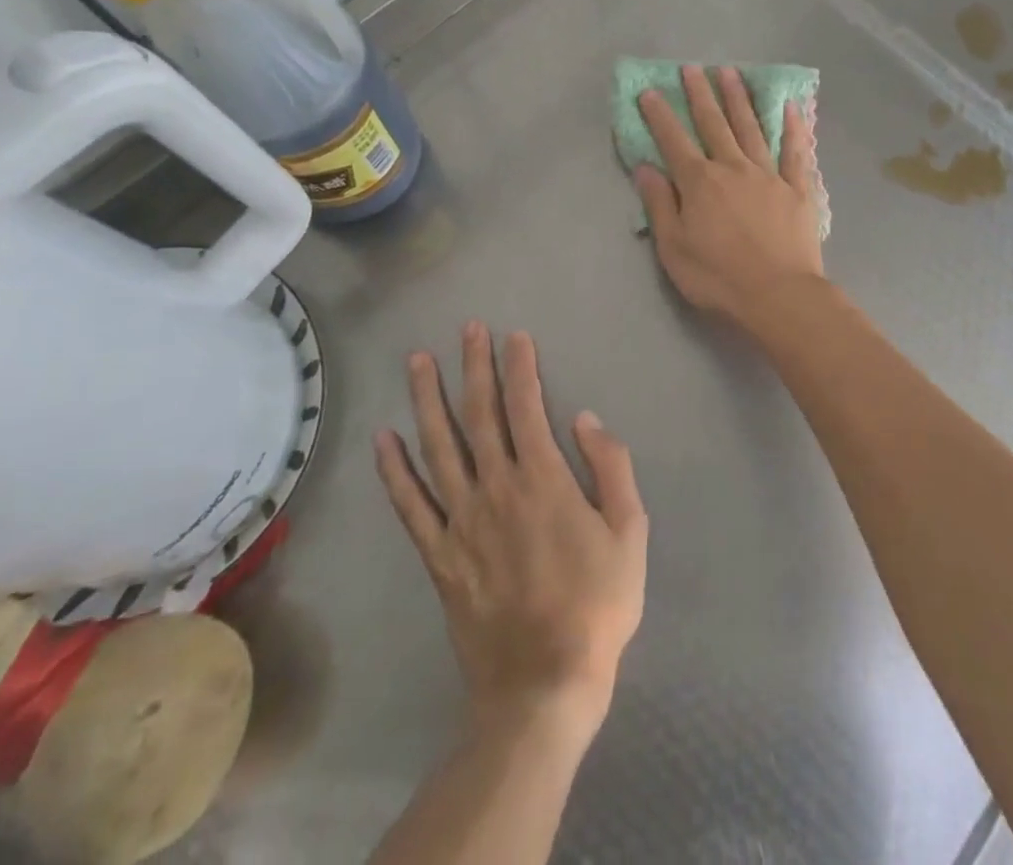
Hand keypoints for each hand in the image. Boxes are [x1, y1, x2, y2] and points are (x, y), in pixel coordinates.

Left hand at [375, 323, 647, 744]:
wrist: (544, 684)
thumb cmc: (597, 603)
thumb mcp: (630, 531)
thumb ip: (610, 467)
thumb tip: (584, 418)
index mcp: (544, 480)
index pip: (526, 407)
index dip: (520, 367)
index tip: (514, 335)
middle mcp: (497, 489)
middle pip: (480, 415)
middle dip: (474, 367)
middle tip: (467, 329)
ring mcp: (461, 521)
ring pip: (438, 448)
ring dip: (427, 400)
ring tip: (417, 362)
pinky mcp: (439, 555)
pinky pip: (410, 506)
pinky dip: (395, 471)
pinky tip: (383, 439)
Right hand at [634, 65, 824, 331]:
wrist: (779, 296)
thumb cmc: (718, 278)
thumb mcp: (674, 248)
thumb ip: (660, 205)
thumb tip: (646, 168)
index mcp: (700, 183)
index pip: (674, 141)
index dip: (660, 115)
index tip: (649, 91)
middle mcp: (733, 168)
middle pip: (714, 124)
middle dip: (700, 94)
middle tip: (692, 68)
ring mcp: (769, 175)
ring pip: (751, 128)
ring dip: (739, 99)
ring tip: (730, 73)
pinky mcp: (798, 189)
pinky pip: (795, 151)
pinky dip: (793, 127)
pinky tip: (790, 106)